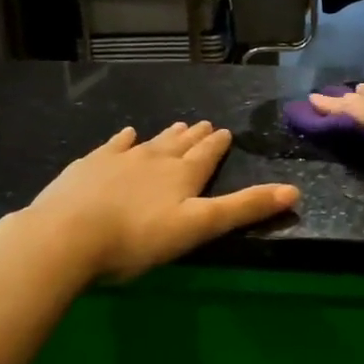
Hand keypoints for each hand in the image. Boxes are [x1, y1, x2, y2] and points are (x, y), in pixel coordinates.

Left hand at [20, 122, 298, 281]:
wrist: (68, 235)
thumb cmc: (138, 239)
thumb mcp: (199, 227)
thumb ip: (244, 208)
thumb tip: (295, 190)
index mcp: (182, 176)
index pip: (206, 156)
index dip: (217, 145)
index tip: (225, 132)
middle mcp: (154, 160)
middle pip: (180, 145)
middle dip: (195, 136)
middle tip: (205, 124)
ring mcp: (118, 160)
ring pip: (149, 142)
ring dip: (165, 135)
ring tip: (177, 125)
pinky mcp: (88, 166)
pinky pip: (112, 146)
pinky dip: (123, 139)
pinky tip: (126, 134)